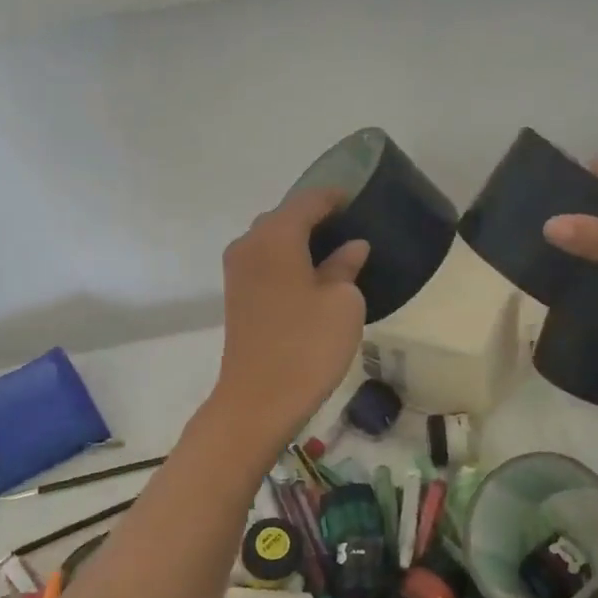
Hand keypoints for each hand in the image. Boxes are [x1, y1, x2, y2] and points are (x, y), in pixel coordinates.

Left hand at [211, 189, 368, 445]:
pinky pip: (265, 263)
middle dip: (316, 218)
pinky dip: (287, 262)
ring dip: (300, 242)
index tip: (360, 200)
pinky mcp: (237, 296)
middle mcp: (249, 244)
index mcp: (276, 236)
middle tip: (351, 228)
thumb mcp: (343, 303)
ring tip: (335, 254)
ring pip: (272, 241)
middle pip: (286, 217)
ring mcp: (238, 271)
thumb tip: (351, 247)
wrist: (259, 400)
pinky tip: (311, 278)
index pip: (309, 201)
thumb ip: (346, 267)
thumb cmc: (308, 346)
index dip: (336, 198)